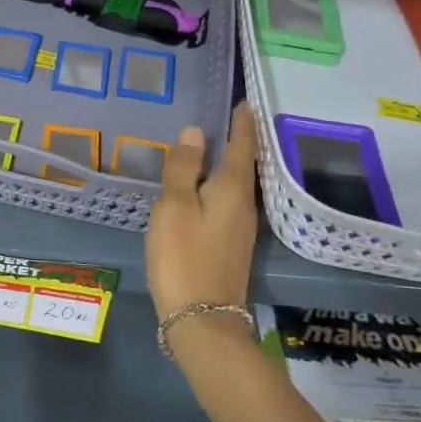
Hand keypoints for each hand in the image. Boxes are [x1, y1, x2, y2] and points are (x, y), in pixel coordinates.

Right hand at [145, 103, 259, 322]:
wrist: (202, 320)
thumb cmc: (184, 257)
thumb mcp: (174, 207)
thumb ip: (183, 168)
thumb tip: (195, 131)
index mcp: (232, 189)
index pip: (243, 146)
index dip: (243, 122)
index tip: (245, 101)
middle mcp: (245, 205)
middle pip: (246, 164)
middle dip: (240, 139)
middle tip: (230, 115)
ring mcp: (241, 227)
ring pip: (239, 184)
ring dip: (232, 162)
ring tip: (218, 143)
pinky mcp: (232, 244)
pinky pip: (231, 201)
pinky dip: (222, 183)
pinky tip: (207, 186)